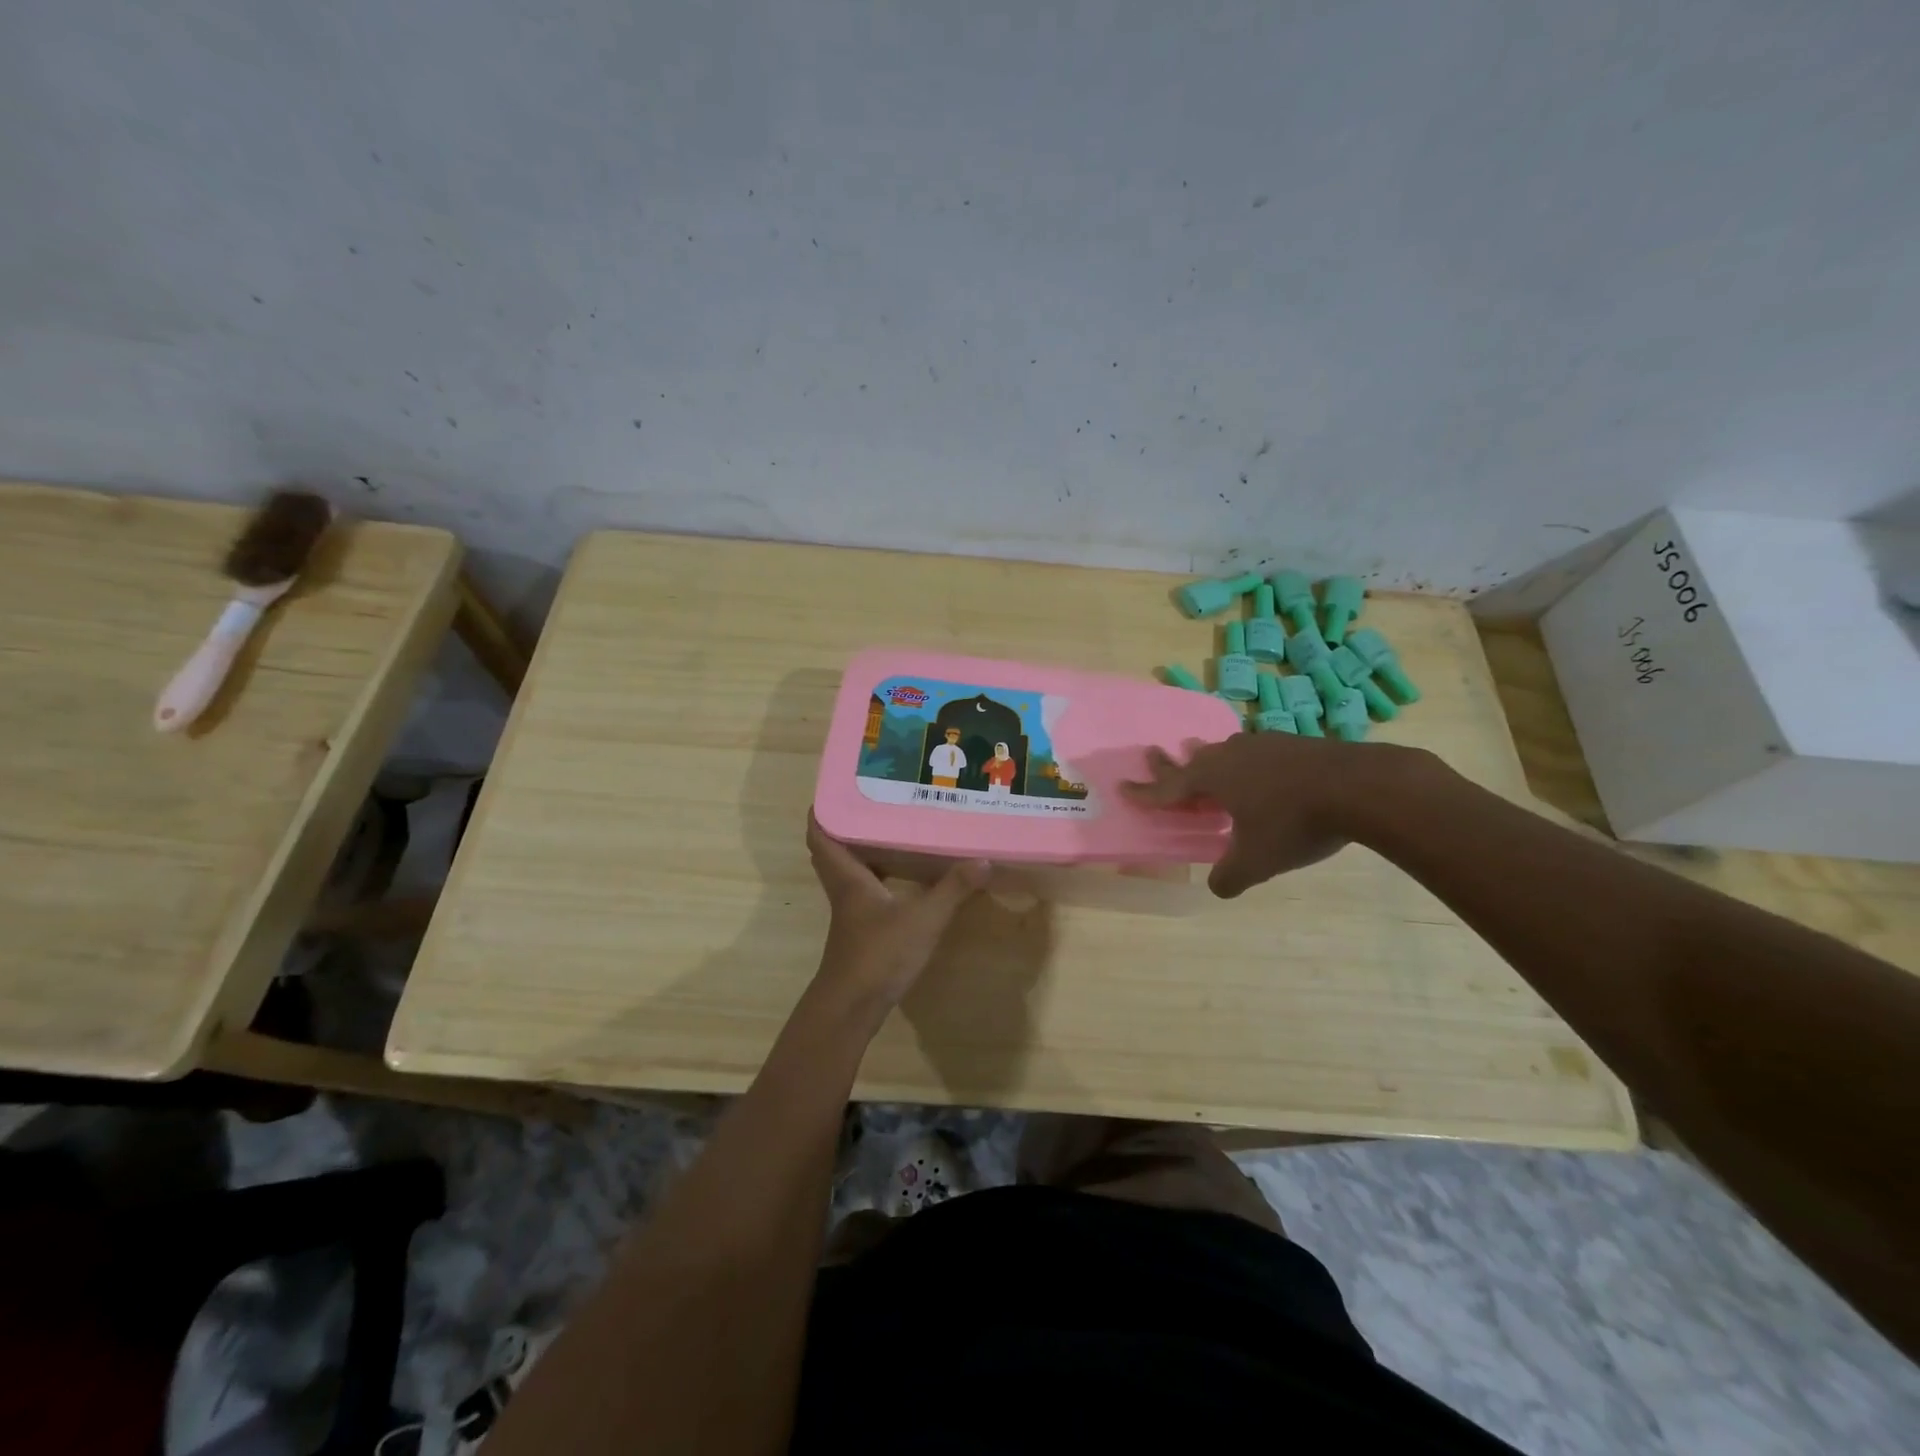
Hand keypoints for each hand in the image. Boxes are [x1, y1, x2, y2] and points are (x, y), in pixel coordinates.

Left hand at [805, 813, 987, 1013]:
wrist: (852, 1008)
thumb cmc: (879, 955)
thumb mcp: (923, 919)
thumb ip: (953, 889)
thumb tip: (982, 859)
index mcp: (848, 876)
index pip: (821, 834)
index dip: (824, 809)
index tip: (838, 786)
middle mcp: (844, 888)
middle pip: (833, 848)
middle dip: (848, 823)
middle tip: (875, 801)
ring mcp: (850, 910)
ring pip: (849, 869)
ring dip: (863, 848)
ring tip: (893, 827)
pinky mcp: (861, 928)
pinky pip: (864, 888)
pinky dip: (877, 874)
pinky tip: (903, 874)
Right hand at [1124, 734, 1424, 897]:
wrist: (1359, 786)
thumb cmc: (1295, 823)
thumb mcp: (1257, 861)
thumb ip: (1230, 876)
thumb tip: (1216, 887)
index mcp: (1212, 779)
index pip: (1168, 788)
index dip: (1145, 792)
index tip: (1122, 787)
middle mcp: (1230, 756)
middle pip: (1192, 759)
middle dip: (1170, 762)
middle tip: (1151, 753)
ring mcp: (1263, 745)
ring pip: (1225, 751)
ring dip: (1208, 757)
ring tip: (1202, 756)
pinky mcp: (1293, 744)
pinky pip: (1255, 752)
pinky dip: (1245, 762)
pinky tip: (1259, 769)